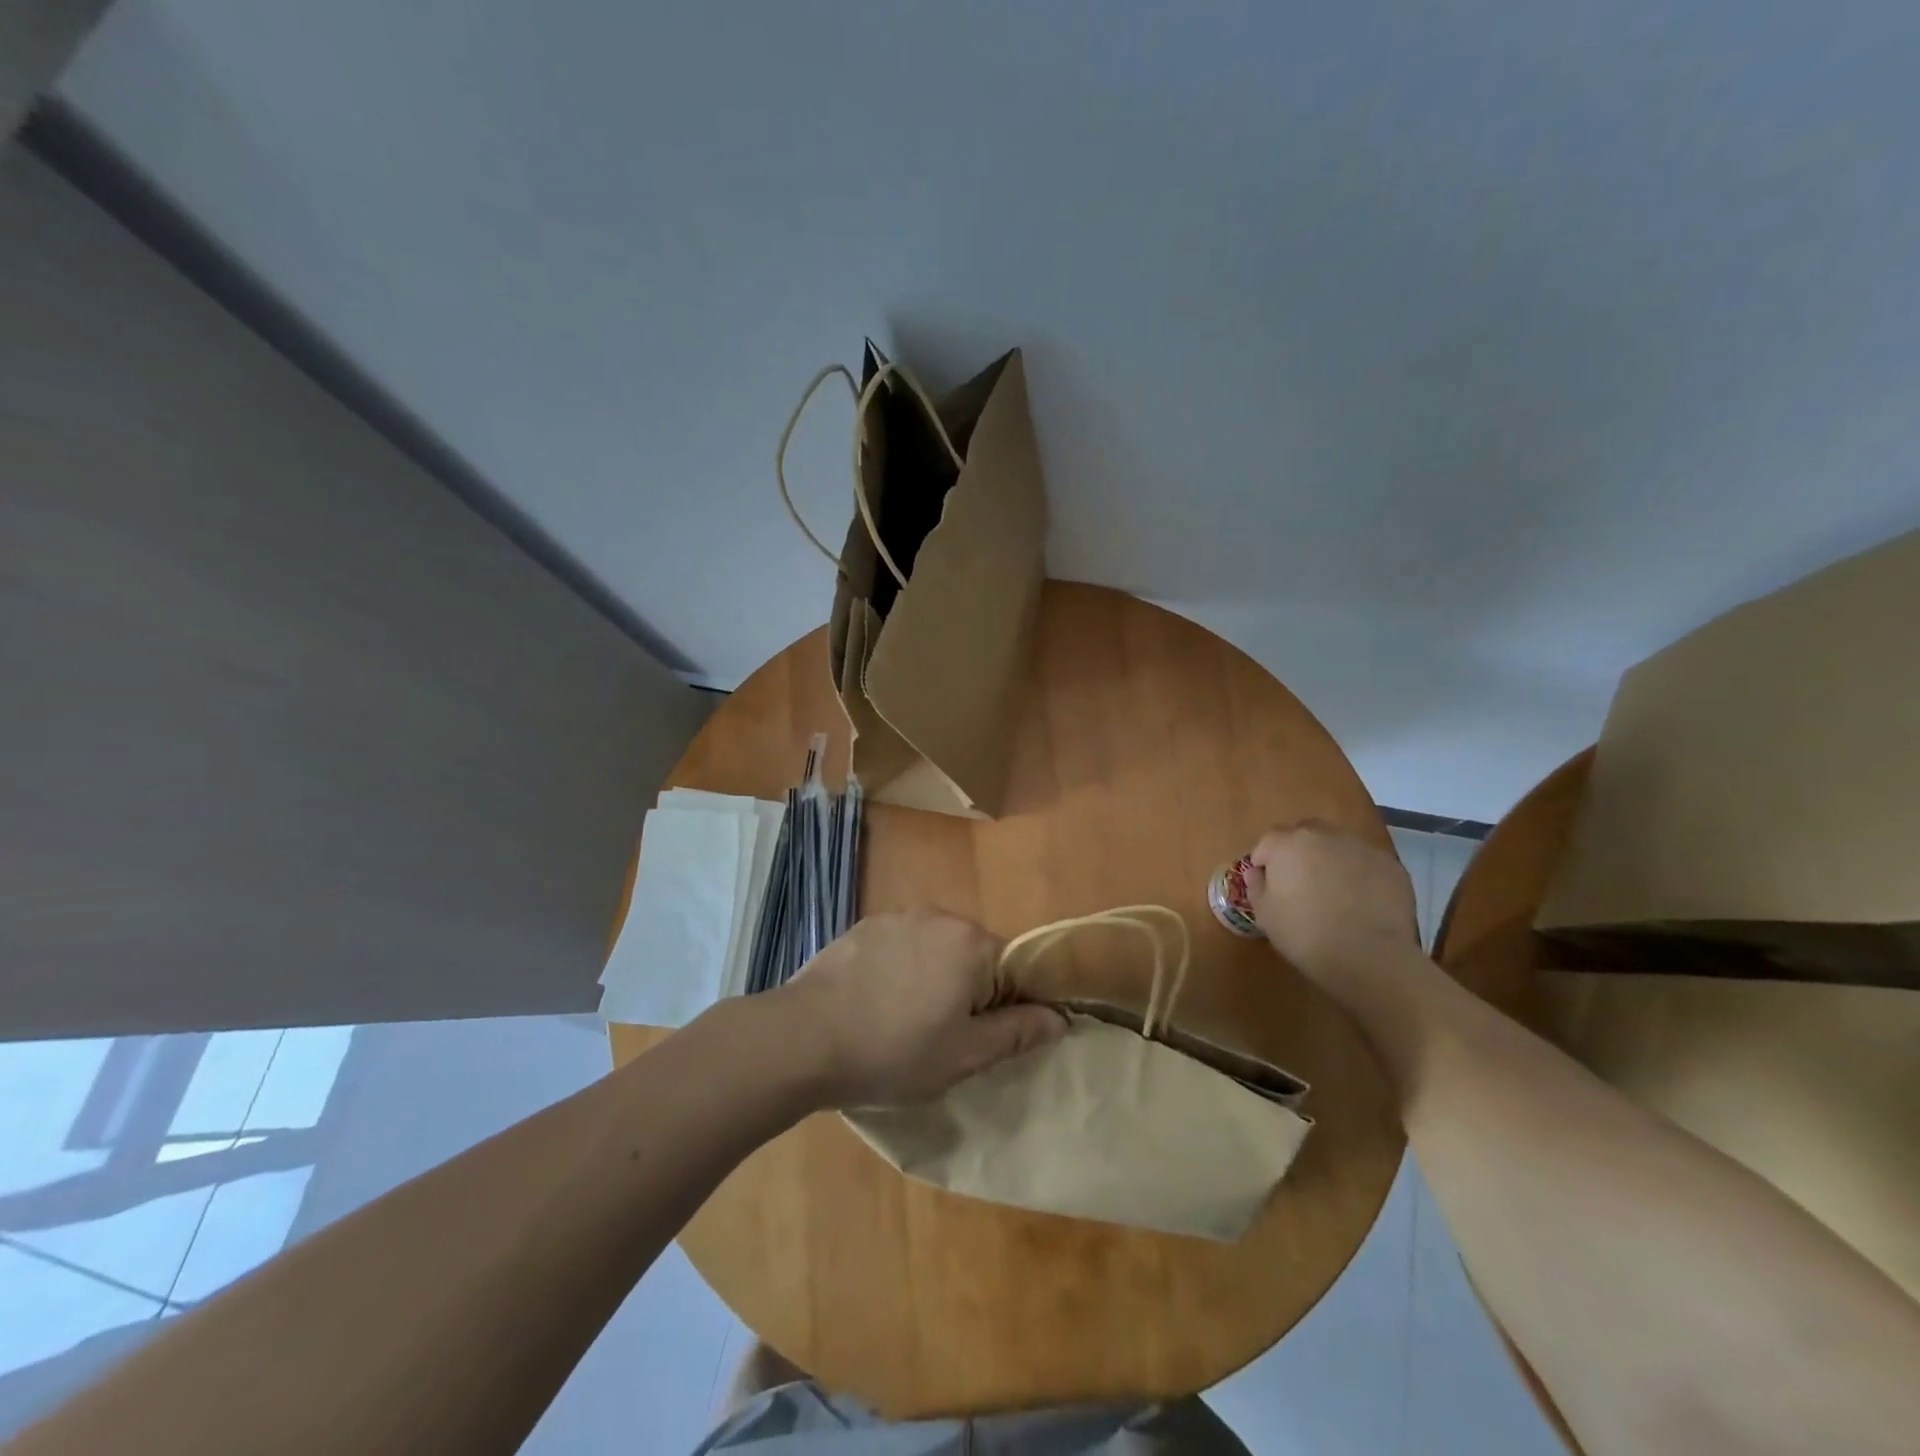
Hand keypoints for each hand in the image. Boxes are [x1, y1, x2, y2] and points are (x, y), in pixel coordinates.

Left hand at [776, 908, 1067, 1107]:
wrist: (804, 1037)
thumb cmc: (894, 1050)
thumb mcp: (965, 1055)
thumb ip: (1018, 1032)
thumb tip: (1060, 1017)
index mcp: (971, 943)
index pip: (1012, 969)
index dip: (1004, 1007)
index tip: (979, 1040)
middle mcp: (938, 916)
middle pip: (973, 954)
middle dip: (967, 991)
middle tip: (940, 1037)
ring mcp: (895, 917)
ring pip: (934, 949)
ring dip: (931, 978)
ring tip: (902, 1022)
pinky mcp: (862, 927)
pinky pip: (899, 946)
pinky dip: (898, 970)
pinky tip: (874, 1003)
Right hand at [1245, 821, 1420, 998]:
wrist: (1369, 957)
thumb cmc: (1305, 934)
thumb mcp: (1264, 915)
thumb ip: (1256, 886)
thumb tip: (1258, 873)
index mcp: (1288, 844)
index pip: (1268, 842)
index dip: (1265, 862)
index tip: (1268, 885)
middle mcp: (1324, 835)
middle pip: (1305, 834)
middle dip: (1298, 852)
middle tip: (1300, 883)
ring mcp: (1361, 847)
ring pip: (1338, 846)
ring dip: (1330, 861)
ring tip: (1334, 892)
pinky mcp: (1391, 865)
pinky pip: (1366, 863)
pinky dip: (1359, 875)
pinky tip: (1361, 902)